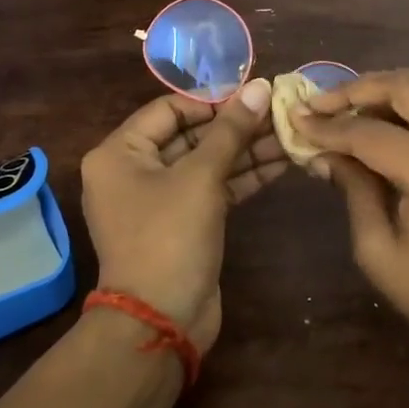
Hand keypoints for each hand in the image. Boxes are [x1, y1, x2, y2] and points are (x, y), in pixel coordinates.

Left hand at [79, 78, 283, 353]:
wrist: (160, 322)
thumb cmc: (169, 237)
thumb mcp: (200, 177)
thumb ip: (231, 130)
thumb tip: (260, 86)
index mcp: (119, 153)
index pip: (169, 109)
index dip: (213, 101)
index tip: (254, 95)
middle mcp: (134, 171)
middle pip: (190, 136)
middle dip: (236, 126)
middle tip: (280, 112)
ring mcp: (159, 200)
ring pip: (206, 163)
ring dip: (246, 150)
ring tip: (289, 134)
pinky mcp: (184, 224)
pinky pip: (213, 189)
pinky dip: (243, 177)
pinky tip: (281, 162)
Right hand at [295, 70, 408, 382]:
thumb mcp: (380, 252)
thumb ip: (353, 190)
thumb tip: (323, 152)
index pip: (371, 133)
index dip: (329, 126)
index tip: (296, 118)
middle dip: (358, 88)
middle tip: (320, 101)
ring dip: (388, 89)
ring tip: (348, 106)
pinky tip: (385, 119)